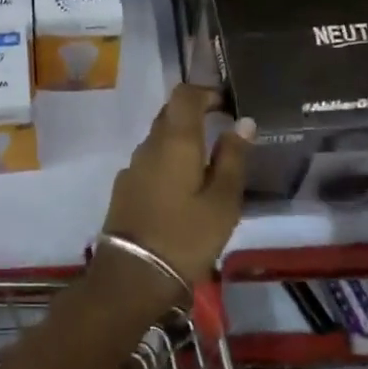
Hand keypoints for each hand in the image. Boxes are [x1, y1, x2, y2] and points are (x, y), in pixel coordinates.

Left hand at [97, 85, 253, 299]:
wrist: (132, 276)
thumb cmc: (186, 236)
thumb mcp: (222, 201)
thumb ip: (233, 158)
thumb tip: (242, 122)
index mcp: (175, 140)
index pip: (184, 94)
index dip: (206, 92)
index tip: (227, 105)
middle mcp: (148, 145)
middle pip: (169, 115)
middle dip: (195, 116)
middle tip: (223, 134)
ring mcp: (132, 167)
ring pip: (159, 140)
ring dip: (181, 142)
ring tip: (208, 166)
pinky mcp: (124, 188)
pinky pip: (150, 162)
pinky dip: (168, 163)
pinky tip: (183, 189)